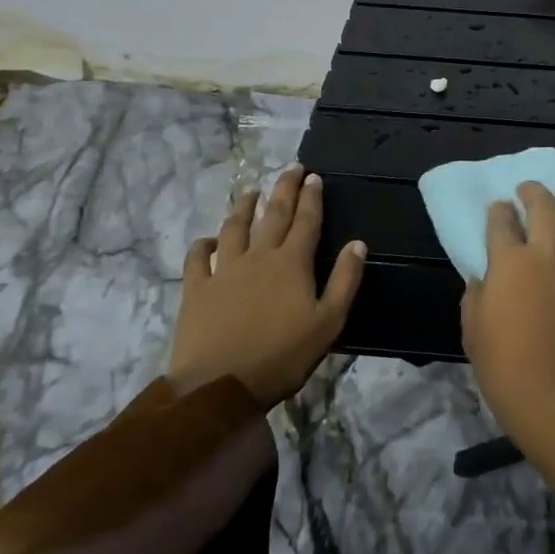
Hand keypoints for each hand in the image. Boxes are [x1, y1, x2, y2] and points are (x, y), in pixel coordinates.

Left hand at [168, 167, 365, 405]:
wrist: (221, 385)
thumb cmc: (283, 355)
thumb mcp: (329, 322)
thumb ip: (345, 280)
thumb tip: (358, 244)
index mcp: (292, 263)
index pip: (306, 221)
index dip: (312, 197)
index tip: (314, 176)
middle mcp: (259, 256)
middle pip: (274, 214)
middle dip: (284, 189)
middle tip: (291, 168)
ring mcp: (224, 270)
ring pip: (235, 228)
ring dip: (245, 207)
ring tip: (252, 192)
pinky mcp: (196, 288)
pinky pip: (197, 257)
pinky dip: (204, 244)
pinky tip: (209, 240)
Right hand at [461, 181, 554, 438]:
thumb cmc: (504, 370)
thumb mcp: (473, 332)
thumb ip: (477, 296)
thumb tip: (483, 279)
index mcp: (509, 264)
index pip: (501, 220)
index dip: (498, 211)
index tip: (500, 210)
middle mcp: (548, 258)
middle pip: (546, 206)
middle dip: (535, 192)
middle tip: (530, 193)